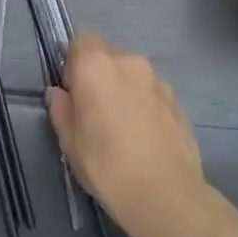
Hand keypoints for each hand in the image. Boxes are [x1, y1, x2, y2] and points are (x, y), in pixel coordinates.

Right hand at [48, 32, 211, 236]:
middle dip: (99, 76)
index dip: (73, 63)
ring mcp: (158, 81)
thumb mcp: (70, 142)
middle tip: (94, 113)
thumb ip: (61, 110)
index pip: (81, 40)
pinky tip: (143, 138)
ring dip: (124, 90)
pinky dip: (144, 105)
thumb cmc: (107, 166)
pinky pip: (151, 93)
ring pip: (132, 75)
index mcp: (97, 66)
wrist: (168, 196)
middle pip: (108, 56)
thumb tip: (59, 93)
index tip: (72, 92)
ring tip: (122, 128)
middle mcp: (129, 62)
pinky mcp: (178, 102)